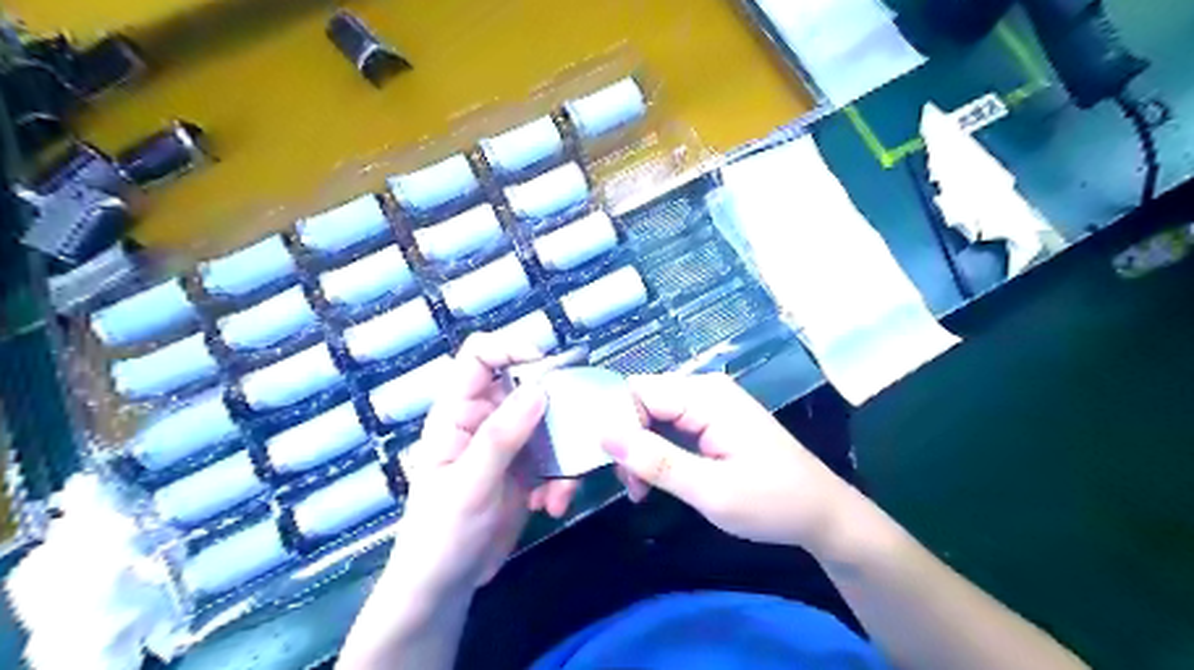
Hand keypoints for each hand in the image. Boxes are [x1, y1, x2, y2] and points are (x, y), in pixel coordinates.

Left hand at [394, 331, 578, 592]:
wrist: (446, 587)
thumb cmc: (440, 534)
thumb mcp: (469, 485)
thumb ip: (502, 436)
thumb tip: (540, 389)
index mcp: (458, 413)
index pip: (479, 357)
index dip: (511, 348)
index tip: (548, 365)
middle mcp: (486, 420)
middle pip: (527, 388)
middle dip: (556, 409)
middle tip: (579, 429)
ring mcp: (510, 445)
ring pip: (550, 425)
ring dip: (564, 455)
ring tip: (560, 491)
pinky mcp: (528, 470)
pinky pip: (557, 458)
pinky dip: (562, 480)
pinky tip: (552, 506)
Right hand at [607, 376, 857, 553]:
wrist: (822, 514)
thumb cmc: (772, 502)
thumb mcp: (711, 490)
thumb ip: (656, 461)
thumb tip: (603, 434)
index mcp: (705, 396)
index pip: (637, 392)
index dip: (612, 423)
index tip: (601, 464)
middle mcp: (703, 390)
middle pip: (641, 402)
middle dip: (622, 441)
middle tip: (624, 486)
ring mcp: (707, 405)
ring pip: (650, 417)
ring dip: (637, 452)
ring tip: (638, 491)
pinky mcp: (710, 422)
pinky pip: (667, 428)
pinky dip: (653, 453)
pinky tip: (651, 482)